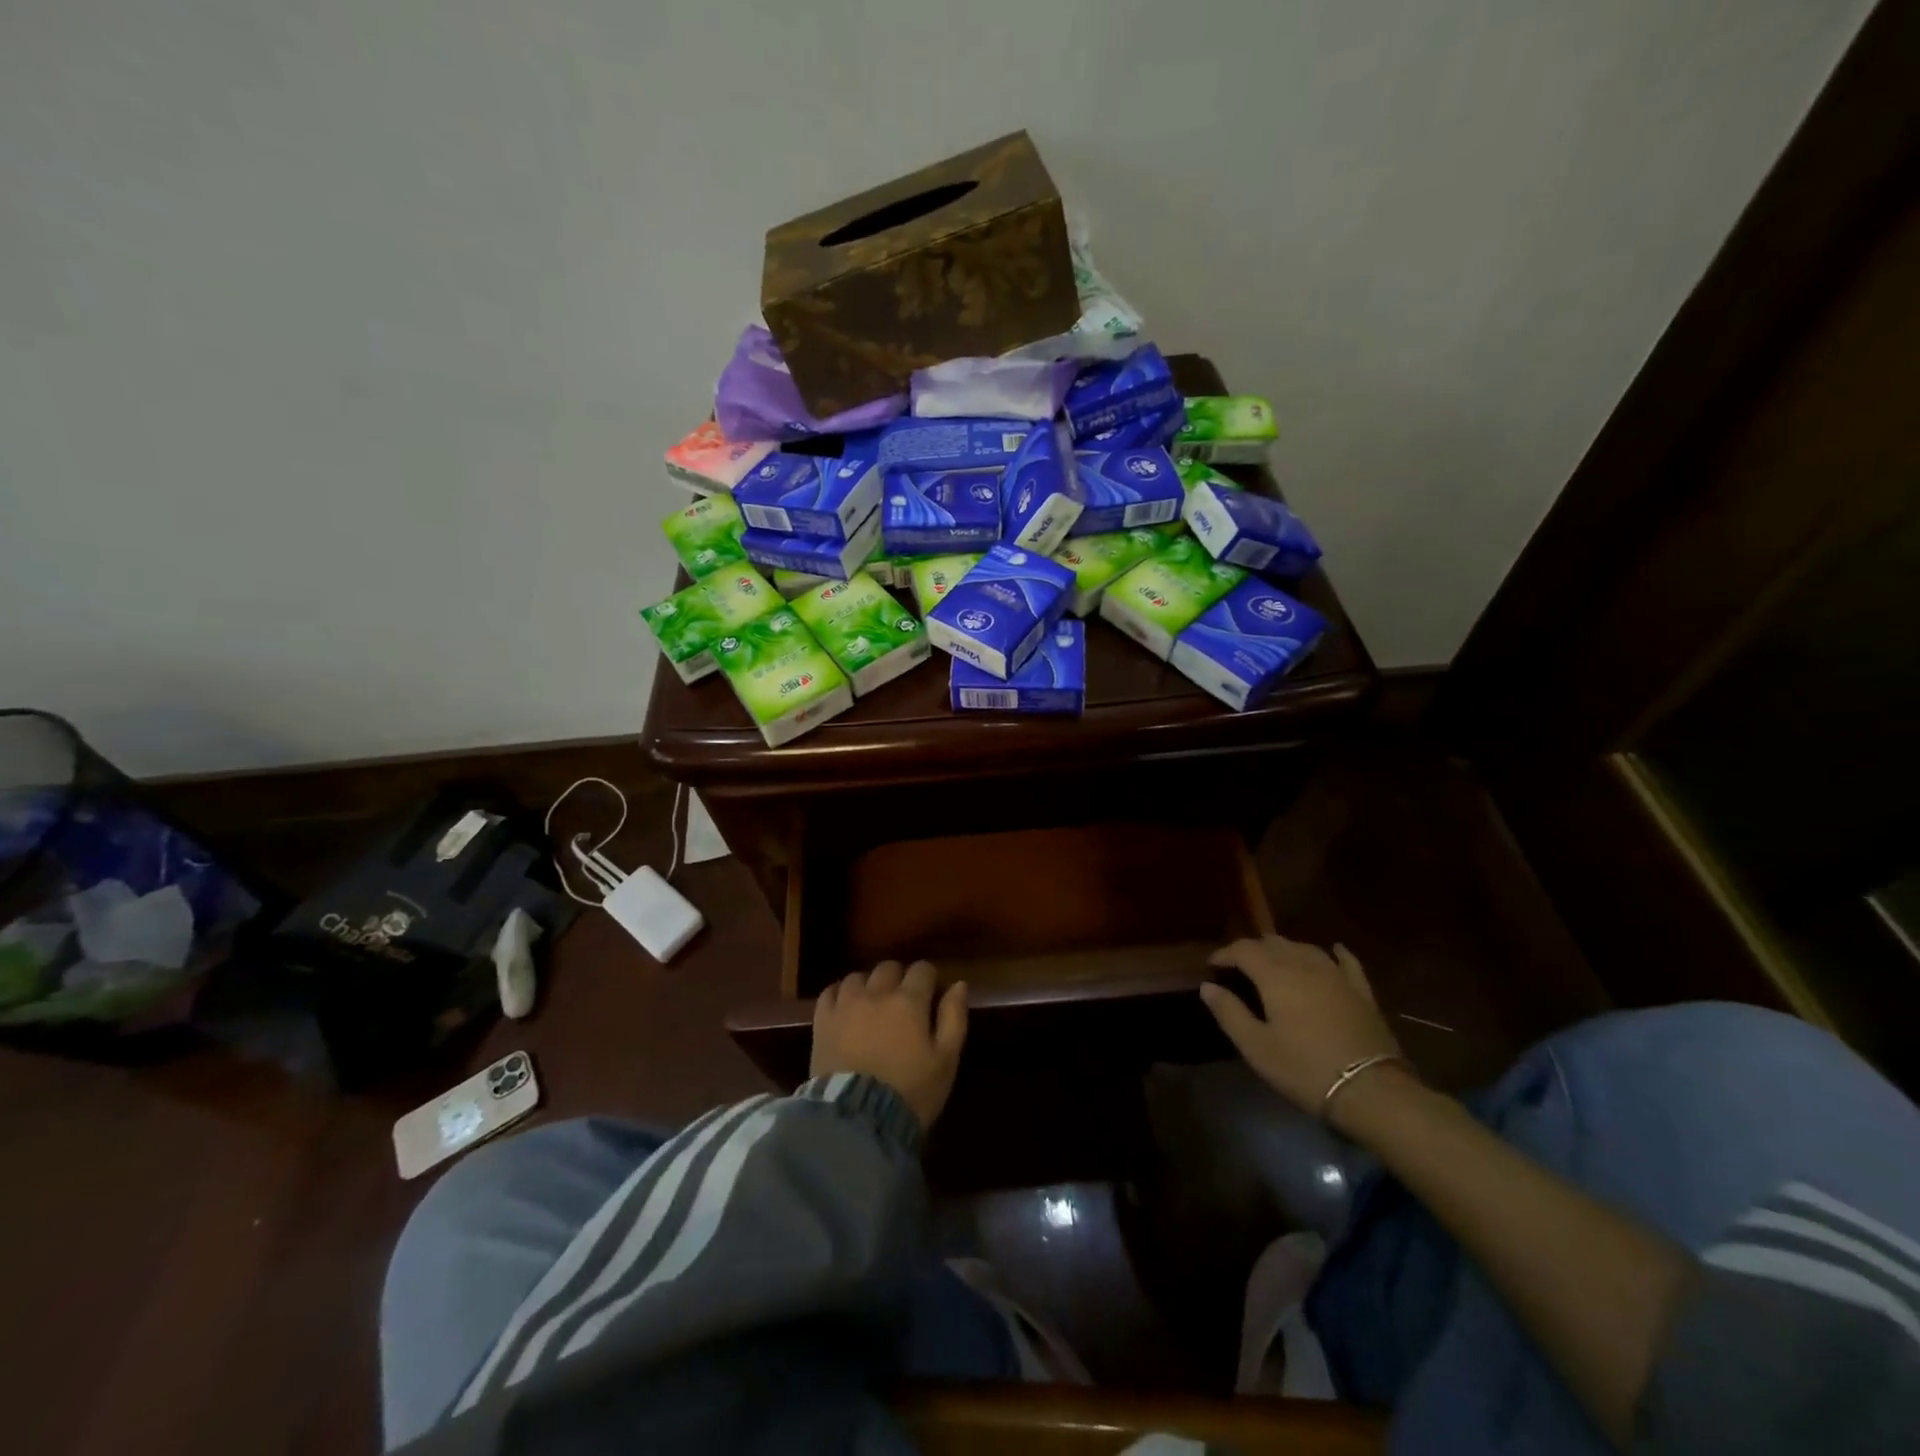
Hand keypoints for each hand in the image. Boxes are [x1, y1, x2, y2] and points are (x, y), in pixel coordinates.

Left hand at [811, 960, 968, 1131]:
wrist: (857, 1120)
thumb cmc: (910, 1092)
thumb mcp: (945, 1060)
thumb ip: (953, 1017)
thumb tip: (959, 984)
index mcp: (909, 1000)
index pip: (922, 969)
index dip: (928, 979)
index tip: (930, 995)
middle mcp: (877, 993)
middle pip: (889, 967)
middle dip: (898, 978)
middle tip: (902, 1002)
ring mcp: (846, 1005)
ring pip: (858, 977)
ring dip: (868, 986)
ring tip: (871, 1006)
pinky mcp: (822, 1021)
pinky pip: (830, 992)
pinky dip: (839, 995)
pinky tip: (845, 1010)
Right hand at [1199, 936, 1403, 1123]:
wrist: (1372, 1091)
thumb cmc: (1305, 1069)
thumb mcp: (1256, 1047)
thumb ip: (1229, 1012)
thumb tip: (1208, 986)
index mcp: (1275, 976)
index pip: (1244, 950)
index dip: (1225, 953)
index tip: (1212, 966)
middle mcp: (1305, 965)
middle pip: (1274, 943)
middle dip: (1253, 949)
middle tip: (1239, 967)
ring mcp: (1337, 976)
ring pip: (1306, 948)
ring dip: (1286, 949)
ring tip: (1274, 960)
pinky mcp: (1362, 993)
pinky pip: (1347, 963)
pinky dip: (1337, 953)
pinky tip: (1334, 949)